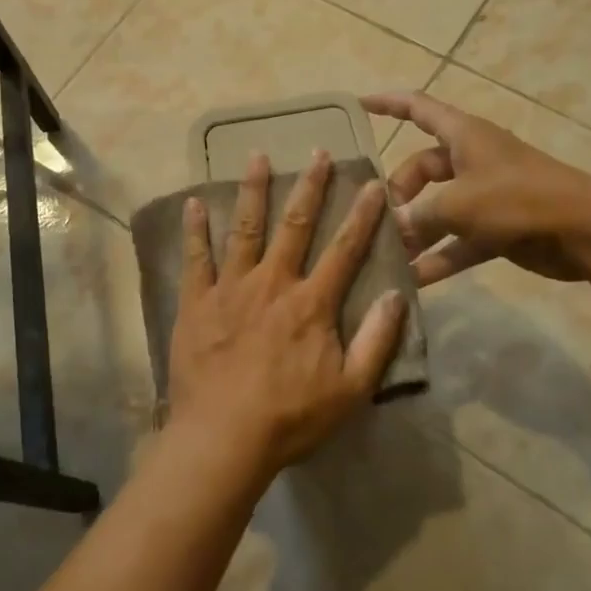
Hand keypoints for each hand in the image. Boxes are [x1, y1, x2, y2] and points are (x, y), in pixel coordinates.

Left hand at [167, 151, 407, 472]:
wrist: (223, 437)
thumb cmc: (291, 417)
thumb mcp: (351, 389)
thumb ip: (377, 341)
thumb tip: (395, 295)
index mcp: (312, 303)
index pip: (344, 248)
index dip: (363, 215)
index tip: (373, 183)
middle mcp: (273, 283)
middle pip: (295, 225)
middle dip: (310, 186)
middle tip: (317, 152)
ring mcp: (231, 288)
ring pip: (245, 228)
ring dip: (253, 190)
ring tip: (257, 156)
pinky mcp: (197, 302)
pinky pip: (196, 258)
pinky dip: (195, 228)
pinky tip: (194, 201)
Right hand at [362, 91, 590, 284]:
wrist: (585, 232)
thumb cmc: (518, 199)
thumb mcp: (459, 204)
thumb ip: (419, 216)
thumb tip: (390, 227)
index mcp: (463, 136)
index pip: (418, 108)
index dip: (387, 104)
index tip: (357, 105)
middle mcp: (471, 160)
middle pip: (421, 168)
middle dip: (398, 193)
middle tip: (381, 221)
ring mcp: (485, 195)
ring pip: (438, 208)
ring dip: (416, 231)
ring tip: (388, 255)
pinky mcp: (497, 228)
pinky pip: (458, 240)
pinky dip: (440, 256)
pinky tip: (415, 280)